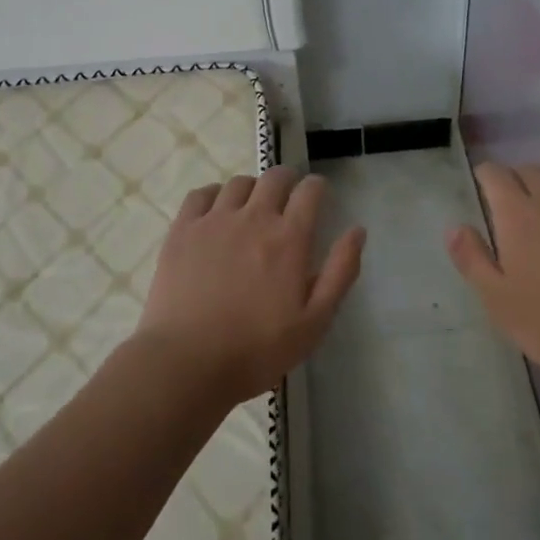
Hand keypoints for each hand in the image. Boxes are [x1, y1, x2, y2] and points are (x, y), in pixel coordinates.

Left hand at [138, 167, 365, 402]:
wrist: (186, 362)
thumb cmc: (257, 350)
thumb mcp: (314, 322)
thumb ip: (340, 272)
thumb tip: (357, 231)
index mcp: (289, 238)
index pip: (309, 191)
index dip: (317, 187)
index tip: (318, 195)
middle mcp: (254, 218)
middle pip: (274, 177)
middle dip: (287, 179)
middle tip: (288, 196)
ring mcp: (214, 221)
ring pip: (238, 183)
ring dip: (253, 188)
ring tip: (252, 205)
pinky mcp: (182, 230)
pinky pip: (201, 194)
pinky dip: (214, 194)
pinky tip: (216, 210)